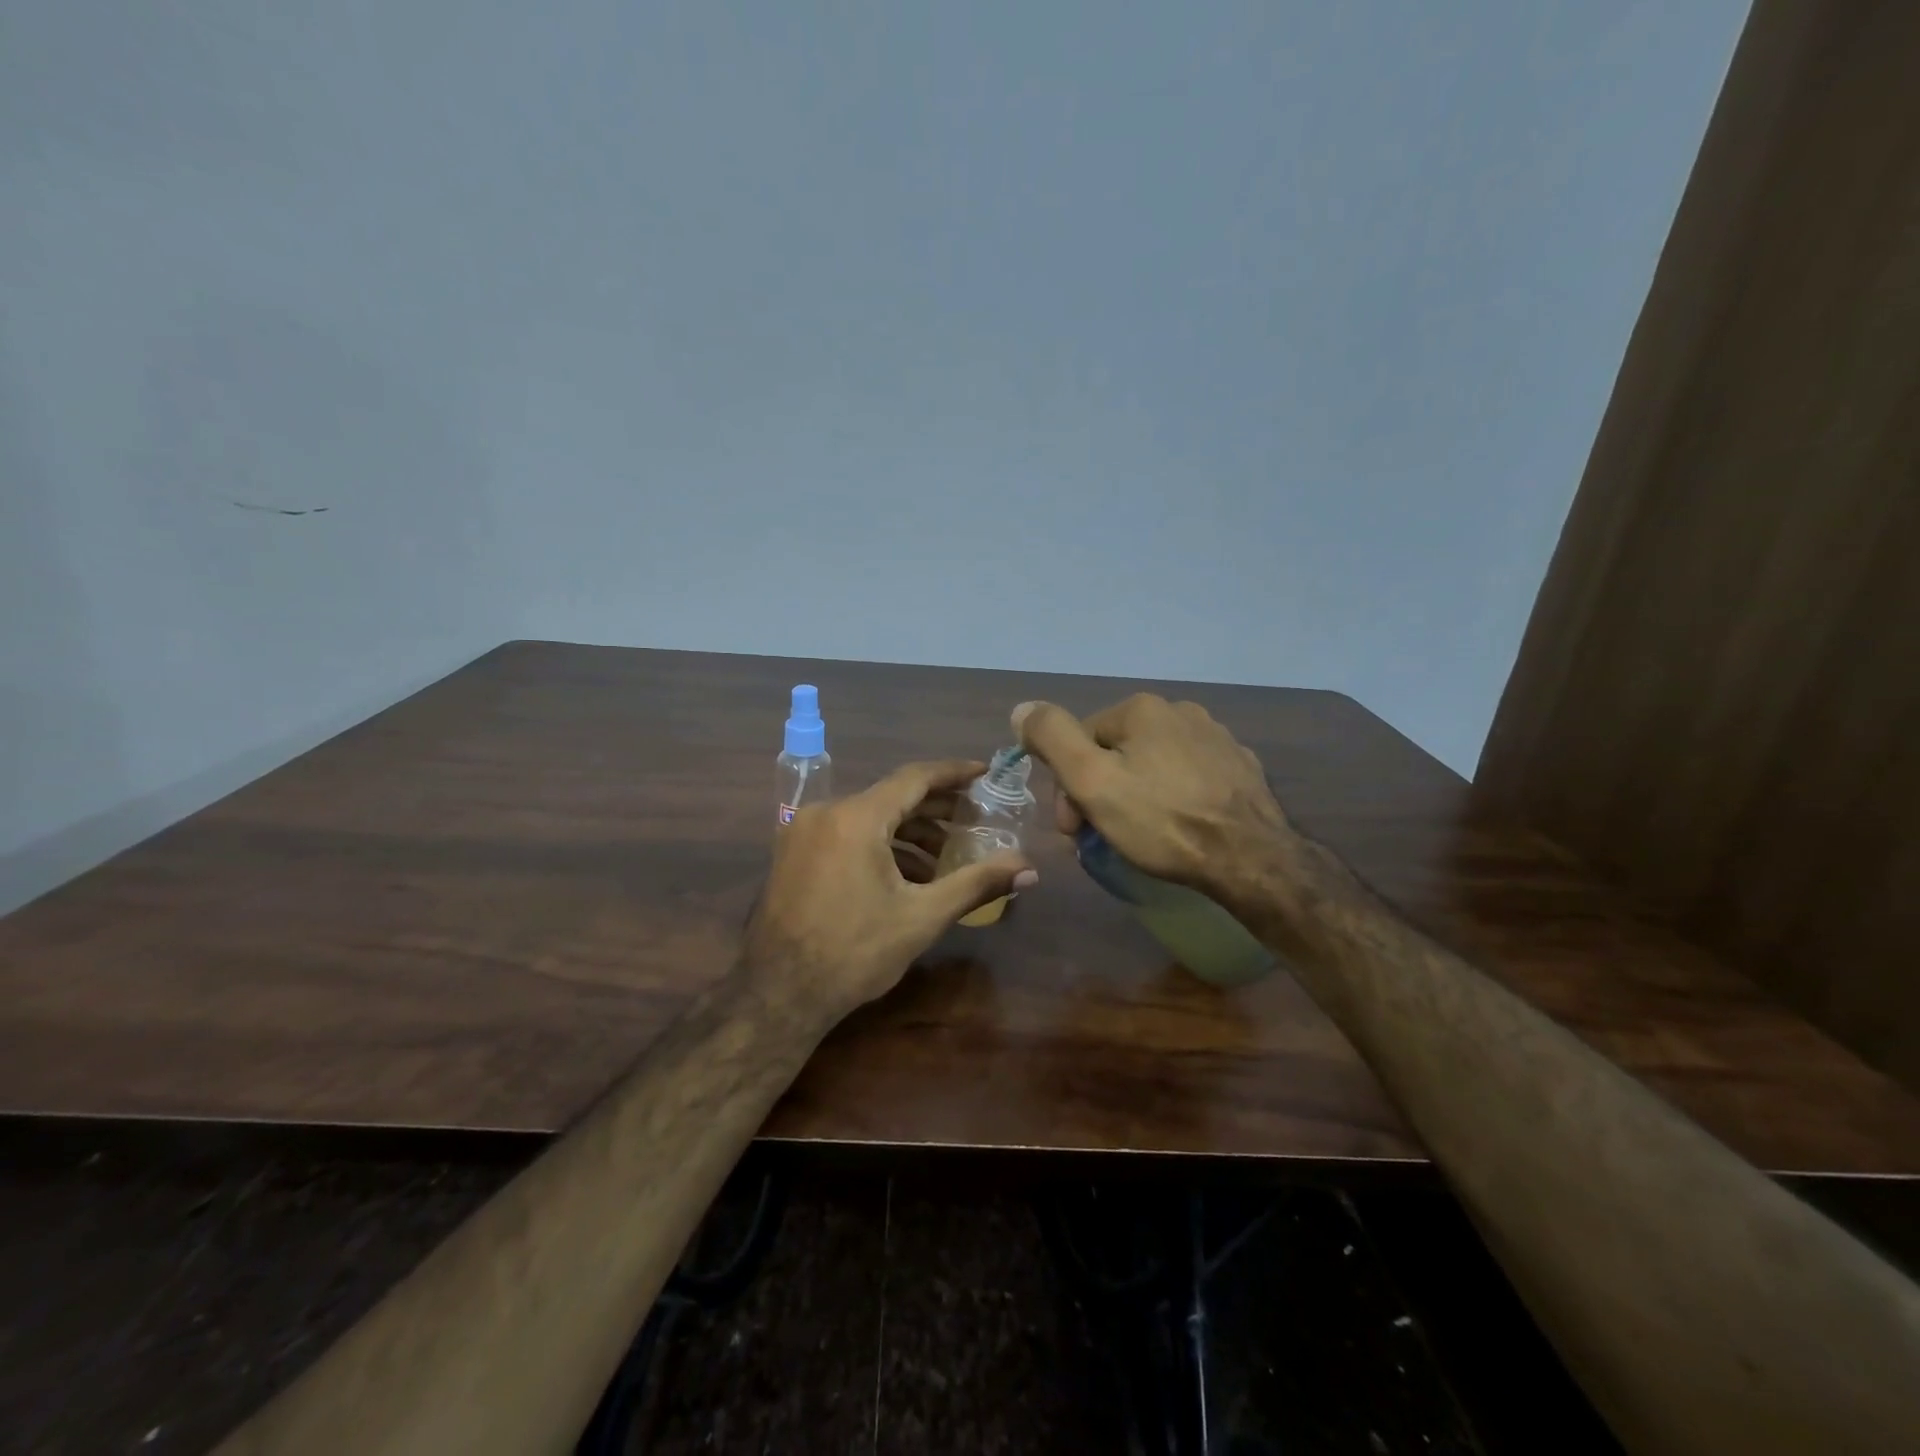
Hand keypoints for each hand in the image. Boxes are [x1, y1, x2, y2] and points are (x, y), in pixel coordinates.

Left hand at [743, 760, 1035, 1026]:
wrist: (778, 994)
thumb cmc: (854, 952)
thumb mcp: (922, 917)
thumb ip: (976, 884)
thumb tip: (1029, 870)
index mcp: (856, 817)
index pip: (914, 778)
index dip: (954, 773)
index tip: (984, 773)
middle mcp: (826, 811)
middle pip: (892, 797)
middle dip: (936, 809)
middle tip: (975, 821)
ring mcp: (803, 831)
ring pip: (868, 817)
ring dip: (909, 832)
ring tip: (946, 858)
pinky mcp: (793, 853)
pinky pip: (846, 834)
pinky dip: (879, 845)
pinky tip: (906, 874)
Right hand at [1013, 695, 1293, 905]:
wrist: (1251, 859)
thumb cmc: (1162, 821)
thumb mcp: (1091, 781)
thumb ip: (1052, 737)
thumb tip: (1022, 709)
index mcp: (1141, 709)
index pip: (1080, 742)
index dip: (1068, 787)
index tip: (1073, 830)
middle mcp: (1181, 710)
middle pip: (1116, 752)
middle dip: (1100, 792)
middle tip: (1100, 838)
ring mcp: (1216, 737)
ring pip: (1152, 764)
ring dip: (1134, 794)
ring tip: (1139, 836)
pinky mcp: (1240, 767)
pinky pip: (1188, 776)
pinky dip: (1173, 797)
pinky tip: (1178, 826)